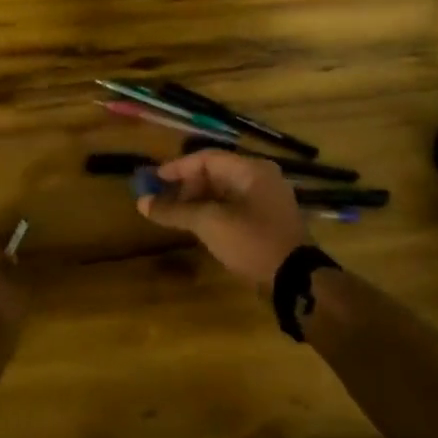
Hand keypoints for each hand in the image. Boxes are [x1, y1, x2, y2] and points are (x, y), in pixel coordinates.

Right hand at [137, 150, 309, 289]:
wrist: (295, 280)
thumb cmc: (252, 242)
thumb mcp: (210, 223)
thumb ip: (175, 210)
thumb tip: (142, 202)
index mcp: (251, 170)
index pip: (207, 158)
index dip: (177, 168)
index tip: (153, 179)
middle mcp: (260, 179)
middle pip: (215, 173)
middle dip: (185, 186)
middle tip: (161, 200)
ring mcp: (265, 201)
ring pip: (223, 192)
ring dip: (196, 200)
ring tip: (172, 214)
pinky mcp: (265, 221)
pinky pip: (232, 207)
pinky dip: (210, 212)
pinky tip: (194, 225)